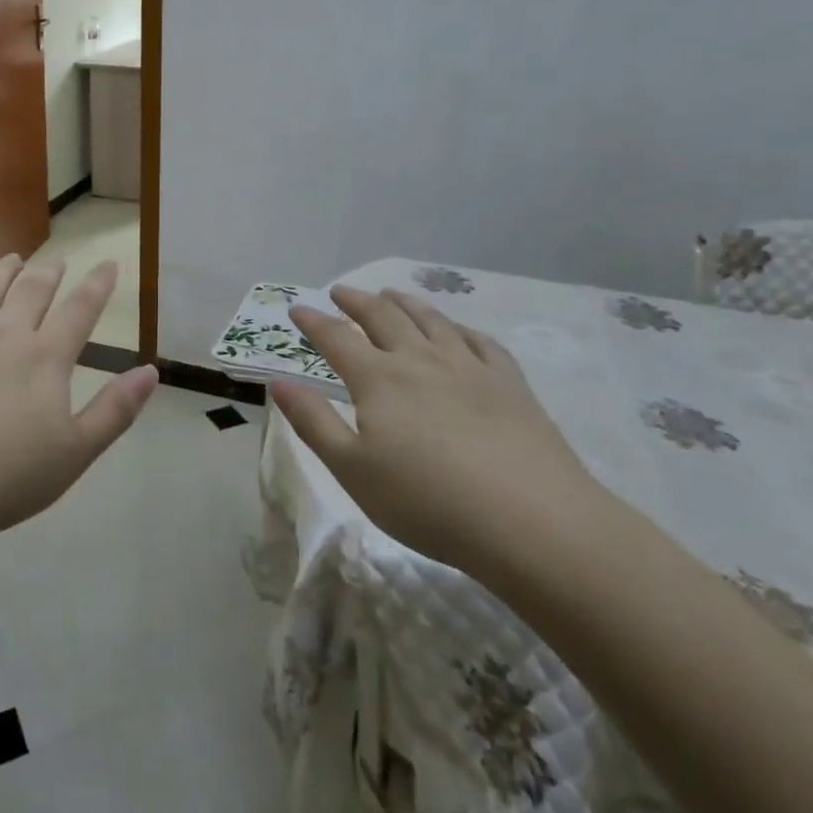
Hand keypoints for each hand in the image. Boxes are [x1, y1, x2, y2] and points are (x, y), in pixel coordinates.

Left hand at [0, 255, 157, 550]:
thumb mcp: (73, 454)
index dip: (97, 285)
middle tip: (57, 261)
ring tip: (13, 258)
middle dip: (49, 273)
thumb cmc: (0, 479)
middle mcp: (3, 334)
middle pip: (32, 292)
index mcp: (44, 358)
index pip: (79, 311)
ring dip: (2, 271)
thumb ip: (115, 410)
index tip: (107, 263)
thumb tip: (151, 371)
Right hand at [271, 286, 603, 586]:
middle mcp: (420, 359)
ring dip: (404, 303)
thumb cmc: (428, 503)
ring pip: (429, 320)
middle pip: (382, 316)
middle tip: (340, 291)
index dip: (314, 321)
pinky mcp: (509, 382)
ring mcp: (468, 366)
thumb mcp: (353, 471)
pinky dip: (459, 328)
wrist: (532, 521)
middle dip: (356, 300)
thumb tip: (280, 382)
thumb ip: (314, 422)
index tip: (298, 308)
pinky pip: (479, 341)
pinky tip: (456, 330)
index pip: (336, 338)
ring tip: (390, 294)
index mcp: (379, 378)